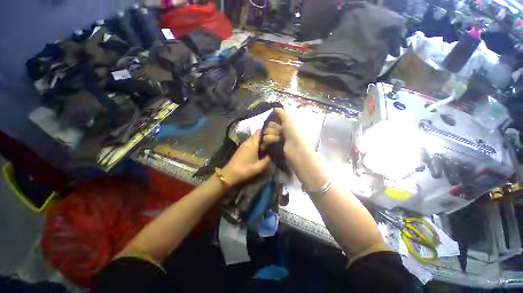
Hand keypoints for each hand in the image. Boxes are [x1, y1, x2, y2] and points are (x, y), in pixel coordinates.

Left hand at [222, 130, 270, 186]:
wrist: (229, 174)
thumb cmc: (245, 170)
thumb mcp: (259, 167)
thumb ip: (267, 160)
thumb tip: (270, 155)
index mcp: (252, 144)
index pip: (259, 132)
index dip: (266, 131)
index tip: (272, 134)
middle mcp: (247, 142)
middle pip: (256, 134)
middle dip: (263, 136)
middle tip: (270, 141)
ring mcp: (242, 145)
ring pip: (252, 139)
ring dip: (258, 141)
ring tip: (265, 146)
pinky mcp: (240, 149)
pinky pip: (249, 142)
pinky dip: (254, 144)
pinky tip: (258, 151)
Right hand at [261, 108, 327, 190]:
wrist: (296, 150)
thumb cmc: (294, 133)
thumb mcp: (289, 119)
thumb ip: (281, 113)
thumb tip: (274, 108)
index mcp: (287, 124)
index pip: (274, 120)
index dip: (272, 122)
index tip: (271, 124)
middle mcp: (283, 131)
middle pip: (270, 127)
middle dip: (271, 129)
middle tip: (277, 133)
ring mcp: (280, 140)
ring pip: (268, 134)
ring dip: (270, 136)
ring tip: (276, 139)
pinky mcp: (276, 147)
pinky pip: (268, 142)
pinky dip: (267, 142)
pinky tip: (267, 144)